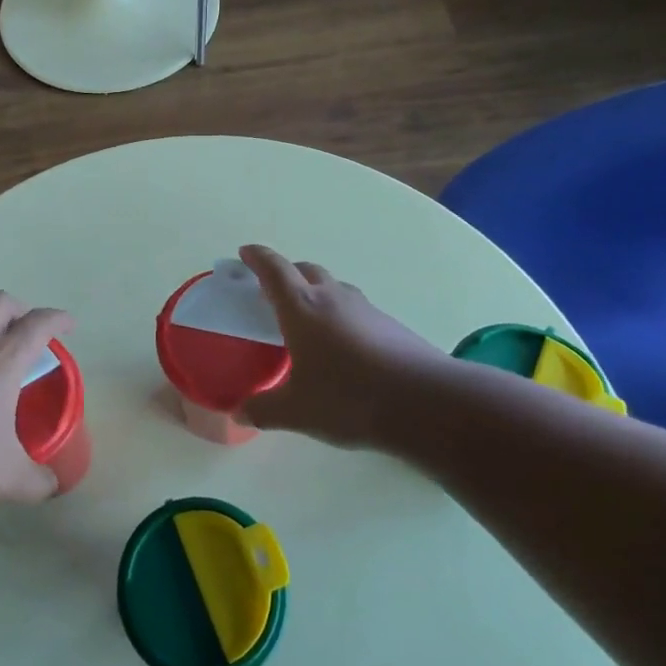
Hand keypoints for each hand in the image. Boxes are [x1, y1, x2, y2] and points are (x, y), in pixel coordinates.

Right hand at [239, 244, 448, 448]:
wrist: (425, 403)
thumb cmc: (349, 399)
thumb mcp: (297, 411)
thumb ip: (264, 409)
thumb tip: (239, 413)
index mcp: (302, 308)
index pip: (274, 270)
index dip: (257, 258)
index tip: (246, 252)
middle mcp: (332, 298)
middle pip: (306, 271)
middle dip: (287, 274)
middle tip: (273, 291)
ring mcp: (365, 309)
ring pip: (334, 288)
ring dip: (316, 293)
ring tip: (309, 319)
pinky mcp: (390, 325)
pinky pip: (356, 309)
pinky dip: (341, 316)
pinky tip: (344, 346)